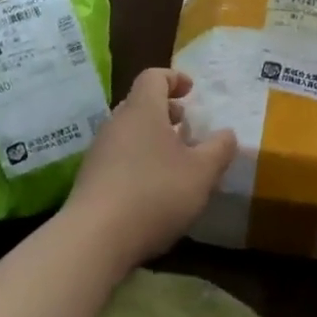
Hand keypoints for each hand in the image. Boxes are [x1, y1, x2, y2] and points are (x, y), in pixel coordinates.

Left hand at [65, 69, 236, 266]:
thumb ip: (219, 149)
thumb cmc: (155, 193)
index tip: (191, 91)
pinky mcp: (89, 180)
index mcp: (142, 110)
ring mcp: (99, 152)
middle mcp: (117, 123)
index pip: (153, 77)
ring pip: (129, 131)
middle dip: (165, 111)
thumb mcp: (202, 173)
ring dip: (152, 138)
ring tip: (174, 161)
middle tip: (186, 126)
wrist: (93, 240)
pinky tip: (152, 188)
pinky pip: (118, 157)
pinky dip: (138, 160)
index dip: (174, 78)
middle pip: (140, 103)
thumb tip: (227, 134)